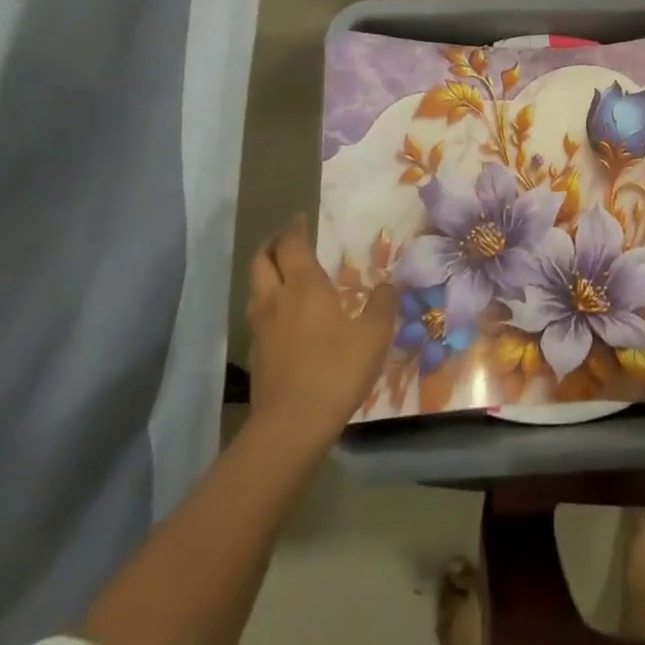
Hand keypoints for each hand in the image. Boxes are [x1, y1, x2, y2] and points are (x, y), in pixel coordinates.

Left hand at [246, 214, 399, 446]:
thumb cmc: (336, 370)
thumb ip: (382, 305)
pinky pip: (257, 315)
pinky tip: (283, 317)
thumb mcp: (373, 335)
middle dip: (273, 245)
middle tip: (288, 241)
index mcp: (304, 286)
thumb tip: (390, 284)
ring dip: (266, 273)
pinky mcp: (256, 354)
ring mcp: (260, 328)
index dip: (295, 228)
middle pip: (262, 260)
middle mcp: (276, 299)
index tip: (301, 218)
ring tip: (284, 275)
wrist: (291, 426)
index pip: (292, 244)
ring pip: (255, 288)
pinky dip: (267, 303)